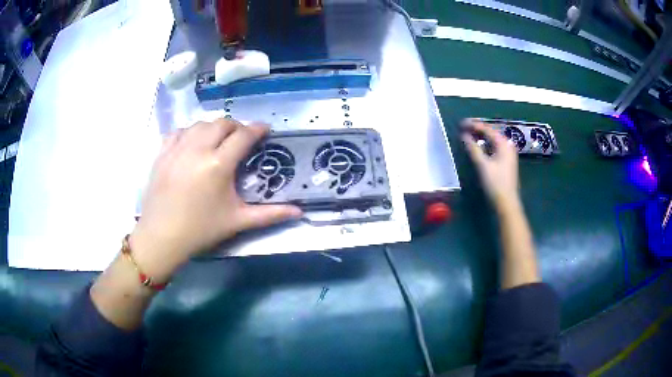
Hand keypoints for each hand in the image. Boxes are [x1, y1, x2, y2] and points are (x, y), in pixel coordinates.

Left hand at [130, 119, 301, 280]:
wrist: (162, 237)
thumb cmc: (201, 230)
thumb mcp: (237, 221)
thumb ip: (270, 214)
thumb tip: (300, 213)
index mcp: (218, 164)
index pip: (243, 136)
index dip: (257, 129)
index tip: (265, 129)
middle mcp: (197, 149)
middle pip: (222, 124)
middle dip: (236, 127)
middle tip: (241, 139)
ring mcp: (177, 148)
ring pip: (200, 124)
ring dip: (213, 128)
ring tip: (217, 141)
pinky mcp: (162, 153)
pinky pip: (178, 131)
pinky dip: (189, 132)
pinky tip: (192, 144)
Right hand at [461, 119, 519, 210]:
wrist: (507, 202)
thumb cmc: (495, 183)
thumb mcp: (482, 165)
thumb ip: (473, 148)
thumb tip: (464, 135)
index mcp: (503, 143)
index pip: (487, 129)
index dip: (474, 125)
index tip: (461, 124)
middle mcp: (507, 145)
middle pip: (491, 132)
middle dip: (477, 129)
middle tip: (464, 127)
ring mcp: (508, 153)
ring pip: (493, 140)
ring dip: (481, 136)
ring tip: (469, 135)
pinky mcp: (506, 161)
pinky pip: (495, 146)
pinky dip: (486, 144)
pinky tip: (479, 146)